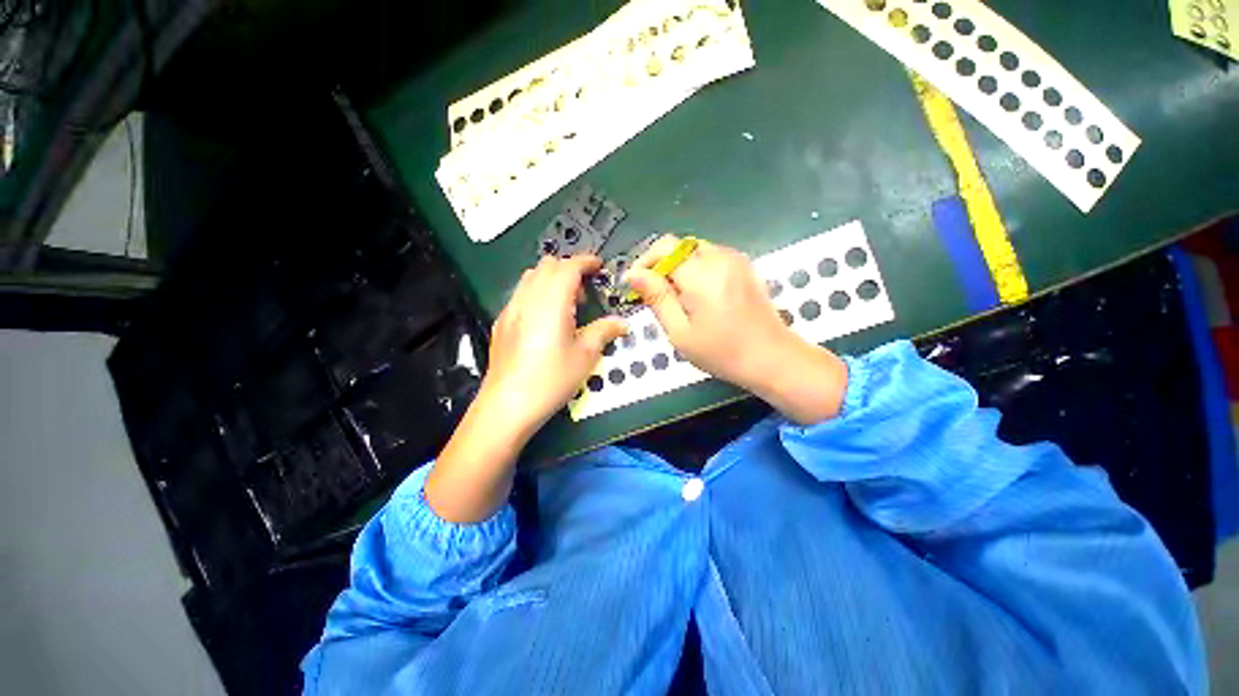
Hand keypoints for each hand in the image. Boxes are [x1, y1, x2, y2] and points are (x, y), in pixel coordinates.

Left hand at [426, 255, 625, 521]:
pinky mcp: (501, 324)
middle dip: (568, 270)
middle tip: (584, 294)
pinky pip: (520, 295)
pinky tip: (544, 322)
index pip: (568, 267)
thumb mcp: (585, 356)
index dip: (586, 261)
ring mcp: (510, 310)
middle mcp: (527, 299)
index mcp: (551, 302)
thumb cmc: (552, 379)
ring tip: (565, 307)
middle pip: (547, 266)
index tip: (599, 267)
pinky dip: (537, 294)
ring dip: (551, 281)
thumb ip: (604, 332)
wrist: (508, 405)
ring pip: (530, 278)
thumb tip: (621, 324)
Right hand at [624, 235, 847, 423]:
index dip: (644, 263)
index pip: (663, 248)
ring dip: (677, 266)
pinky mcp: (743, 265)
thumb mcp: (680, 332)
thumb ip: (657, 298)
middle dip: (659, 264)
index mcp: (702, 274)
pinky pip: (710, 255)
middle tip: (653, 294)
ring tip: (674, 296)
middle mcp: (720, 257)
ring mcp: (735, 259)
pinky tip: (696, 293)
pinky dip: (695, 267)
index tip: (635, 284)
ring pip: (693, 249)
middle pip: (678, 245)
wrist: (772, 358)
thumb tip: (634, 274)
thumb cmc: (722, 352)